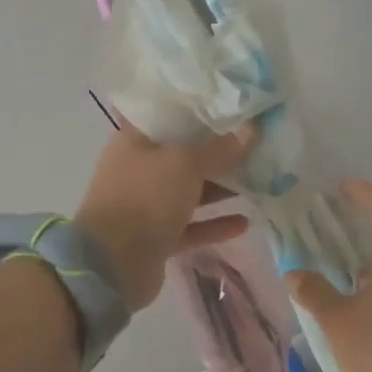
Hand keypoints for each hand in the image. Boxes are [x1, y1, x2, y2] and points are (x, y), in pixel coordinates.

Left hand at [74, 119, 256, 310]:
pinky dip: (215, 223)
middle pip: (184, 155)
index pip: (170, 116)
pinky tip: (245, 222)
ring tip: (258, 182)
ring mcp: (146, 205)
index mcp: (135, 140)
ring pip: (190, 191)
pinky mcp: (156, 237)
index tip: (234, 107)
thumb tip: (251, 129)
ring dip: (220, 188)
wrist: (112, 264)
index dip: (201, 110)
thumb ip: (220, 148)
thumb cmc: (145, 197)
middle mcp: (139, 168)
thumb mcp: (185, 163)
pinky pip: (191, 226)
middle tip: (256, 145)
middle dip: (218, 152)